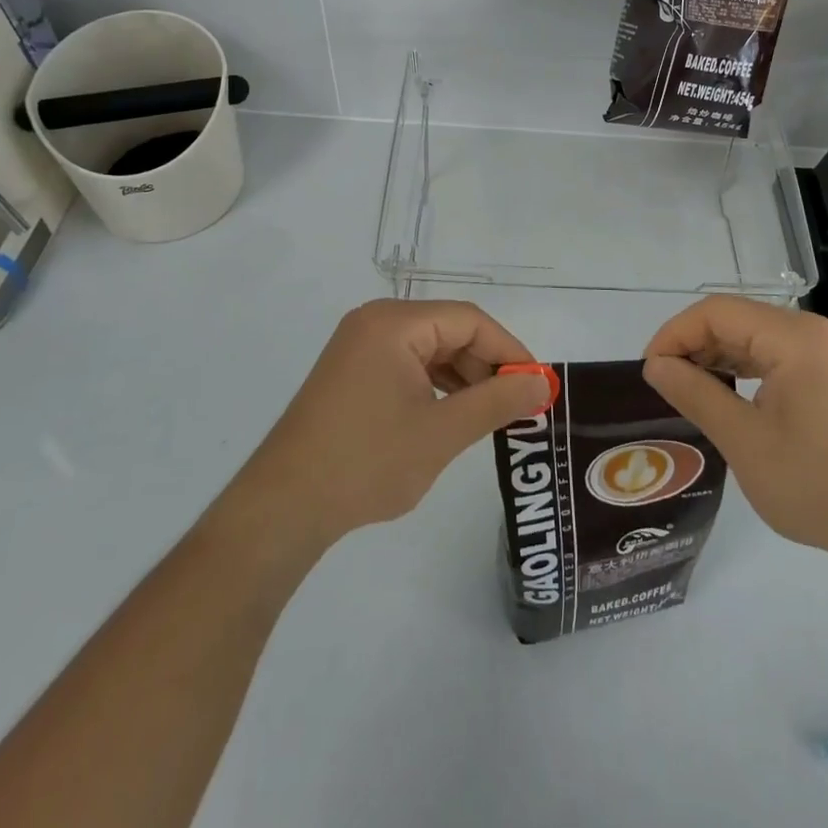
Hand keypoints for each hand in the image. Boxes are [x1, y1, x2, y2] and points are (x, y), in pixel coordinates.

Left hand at [230, 300, 552, 549]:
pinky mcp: (352, 373)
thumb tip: (542, 384)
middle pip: (449, 331)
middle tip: (518, 407)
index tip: (537, 386)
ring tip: (490, 416)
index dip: (509, 350)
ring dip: (463, 379)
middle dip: (486, 367)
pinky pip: (407, 366)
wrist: (284, 506)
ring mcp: (359, 347)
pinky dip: (435, 387)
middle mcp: (376, 322)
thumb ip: (497, 402)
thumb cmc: (367, 462)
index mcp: (394, 323)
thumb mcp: (442, 432)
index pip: (469, 320)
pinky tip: (452, 417)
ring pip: (430, 350)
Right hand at [642, 296, 827, 573]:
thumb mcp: (746, 443)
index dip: (675, 334)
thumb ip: (696, 395)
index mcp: (793, 337)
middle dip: (694, 346)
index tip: (650, 371)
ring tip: (689, 394)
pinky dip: (745, 371)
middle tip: (665, 386)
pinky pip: (777, 358)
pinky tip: (729, 400)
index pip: (716, 311)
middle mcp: (812, 332)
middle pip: (736, 319)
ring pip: (755, 338)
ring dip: (718, 359)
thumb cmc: (823, 486)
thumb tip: (656, 366)